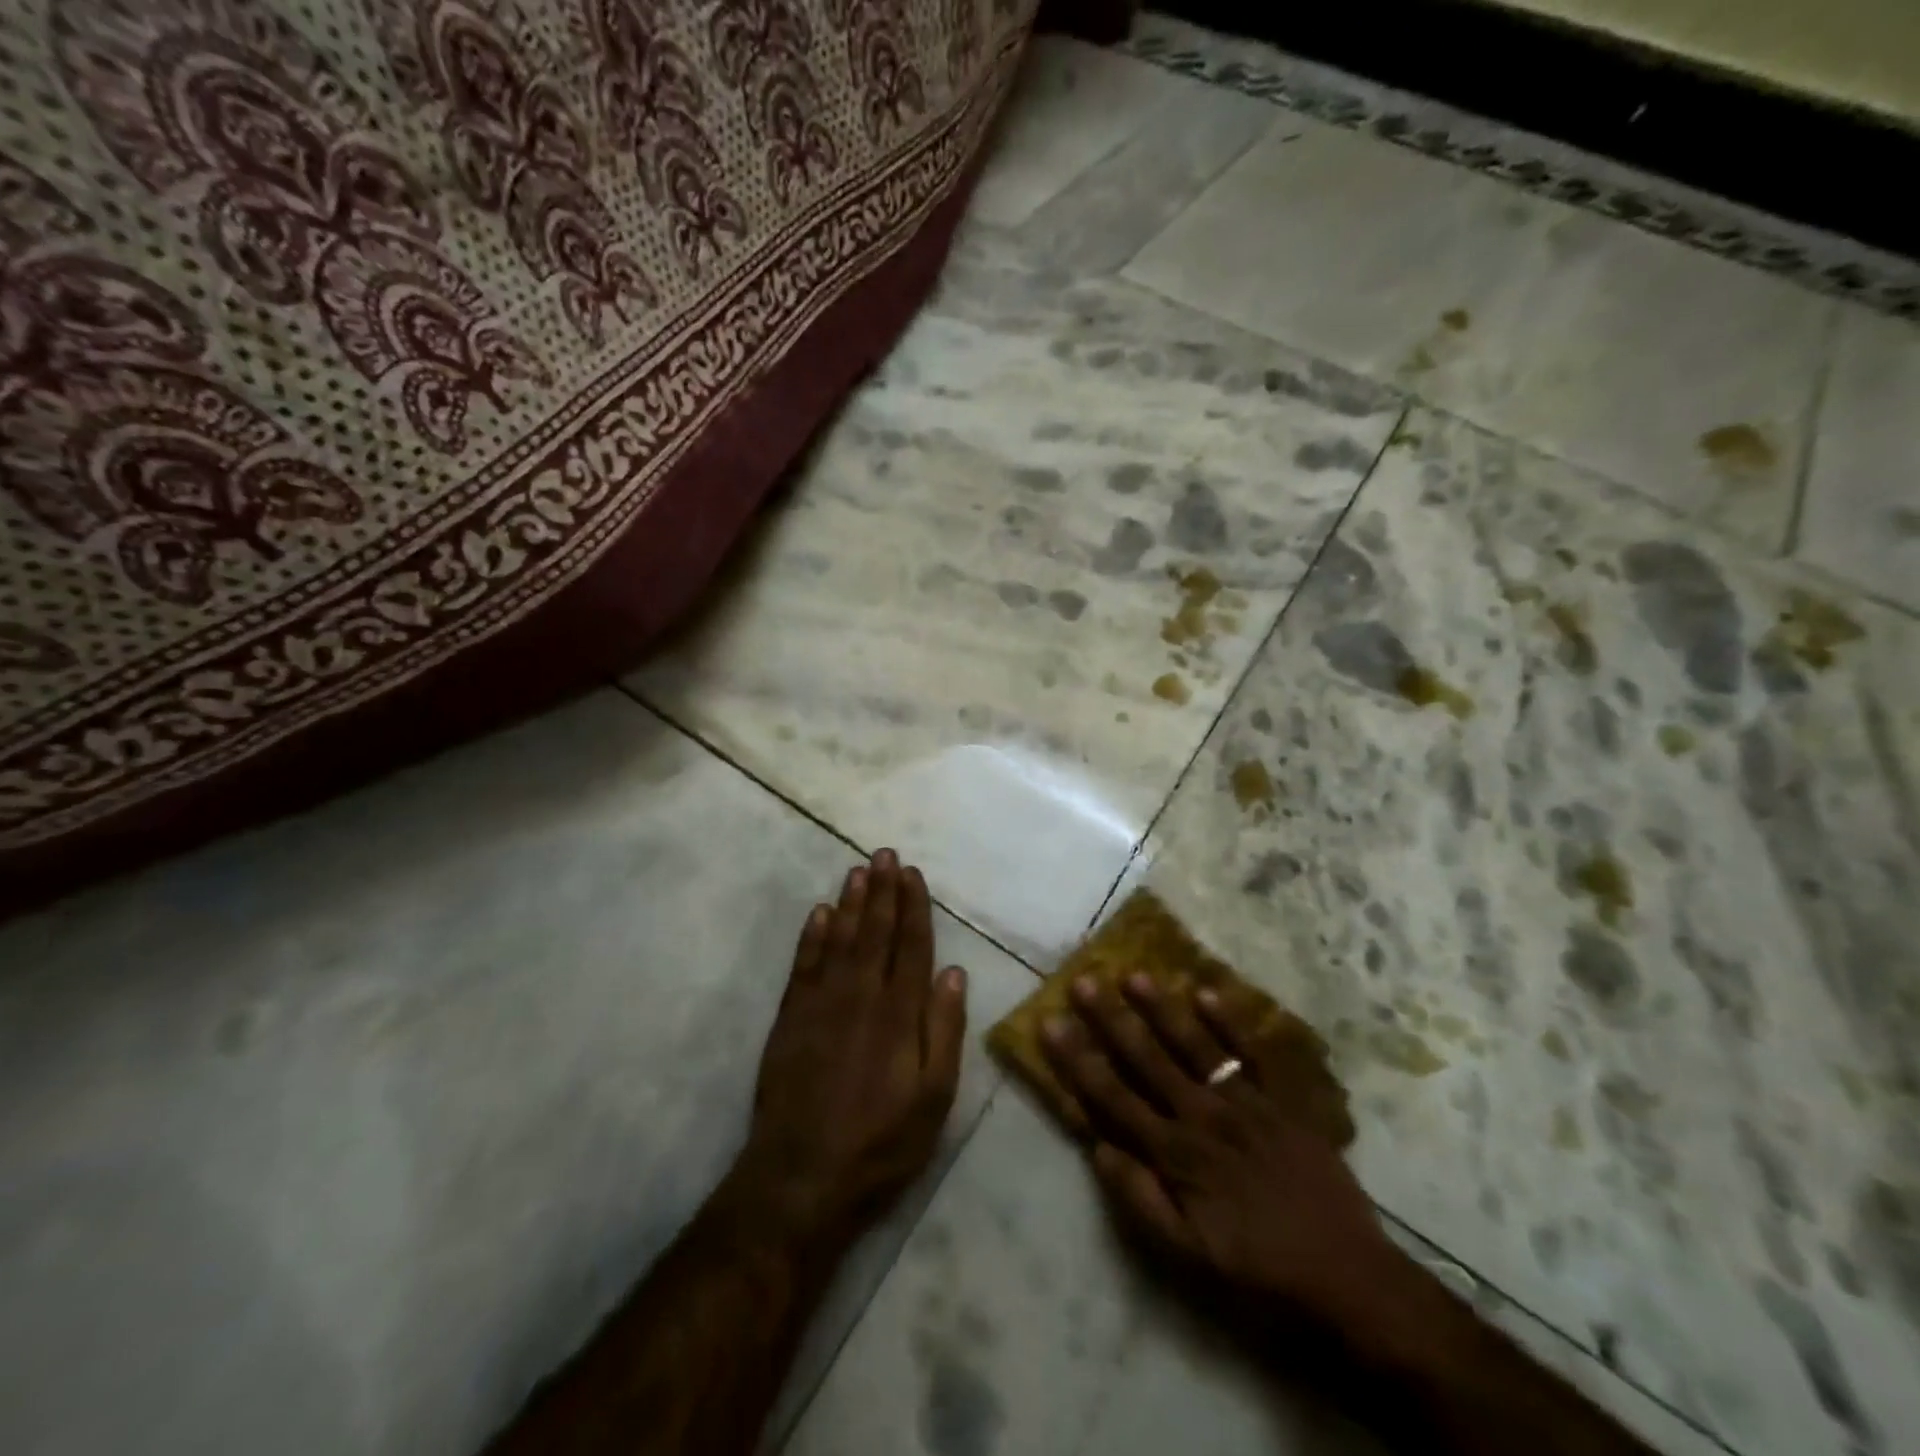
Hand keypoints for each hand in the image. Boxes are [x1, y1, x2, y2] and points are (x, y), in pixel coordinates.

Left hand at [735, 849, 967, 1253]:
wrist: (801, 1176)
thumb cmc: (880, 1142)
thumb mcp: (933, 1097)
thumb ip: (944, 1030)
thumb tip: (952, 972)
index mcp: (899, 1013)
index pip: (911, 946)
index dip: (914, 907)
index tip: (913, 874)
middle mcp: (861, 995)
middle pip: (875, 932)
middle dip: (883, 891)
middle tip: (884, 854)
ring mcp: (821, 1003)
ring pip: (840, 939)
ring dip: (851, 902)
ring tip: (858, 870)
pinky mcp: (791, 1018)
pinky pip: (804, 964)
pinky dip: (812, 935)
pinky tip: (820, 913)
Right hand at [1041, 973, 1419, 1343]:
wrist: (1349, 1279)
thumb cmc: (1259, 1271)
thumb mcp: (1188, 1256)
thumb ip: (1141, 1200)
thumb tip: (1098, 1147)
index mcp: (1175, 1154)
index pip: (1113, 1096)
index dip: (1078, 1059)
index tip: (1052, 1022)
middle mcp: (1203, 1117)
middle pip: (1147, 1060)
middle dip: (1111, 1020)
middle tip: (1085, 982)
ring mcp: (1245, 1104)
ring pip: (1194, 1046)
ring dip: (1162, 1010)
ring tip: (1135, 975)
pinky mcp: (1283, 1103)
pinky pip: (1254, 1055)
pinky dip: (1231, 1023)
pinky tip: (1207, 992)